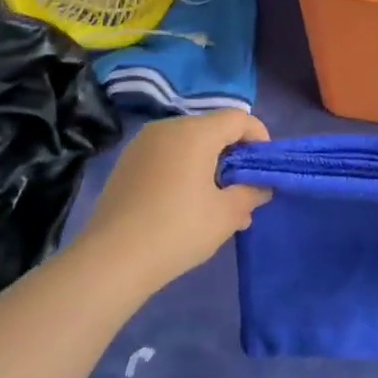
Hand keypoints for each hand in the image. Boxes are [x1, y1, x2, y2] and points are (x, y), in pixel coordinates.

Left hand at [75, 110, 271, 288]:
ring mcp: (142, 145)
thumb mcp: (227, 215)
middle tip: (245, 190)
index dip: (259, 138)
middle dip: (234, 155)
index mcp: (195, 132)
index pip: (238, 118)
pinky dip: (184, 172)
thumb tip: (260, 186)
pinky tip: (187, 206)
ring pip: (188, 145)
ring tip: (218, 204)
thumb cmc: (179, 230)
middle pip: (212, 129)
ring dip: (209, 166)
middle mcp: (167, 128)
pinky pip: (166, 157)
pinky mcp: (126, 164)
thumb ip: (251, 193)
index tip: (264, 168)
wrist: (113, 258)